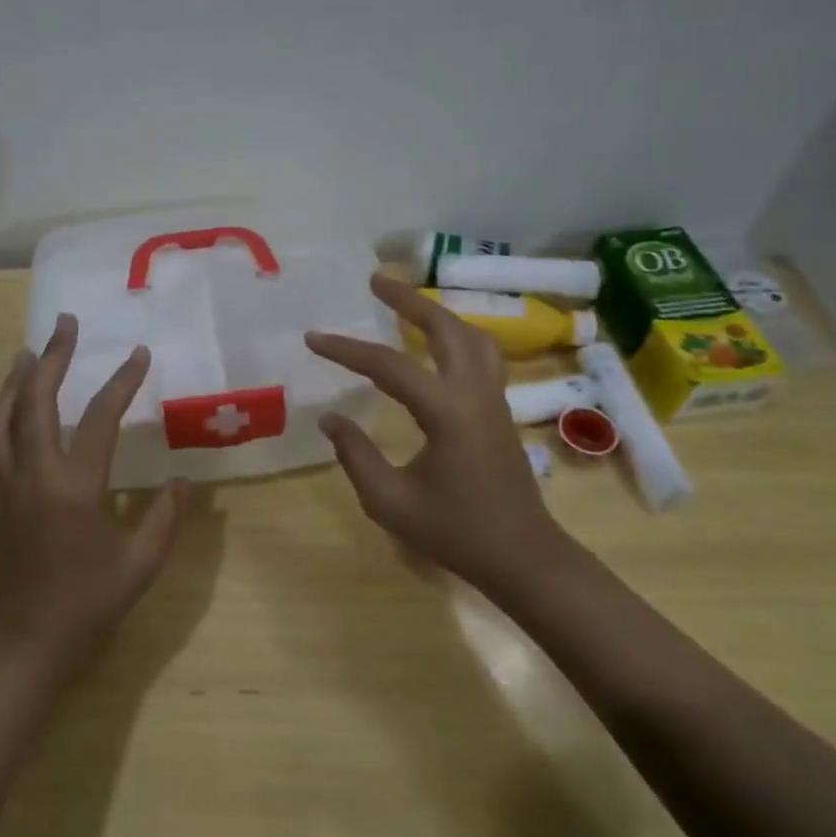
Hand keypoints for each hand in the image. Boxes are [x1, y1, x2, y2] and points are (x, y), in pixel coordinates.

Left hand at [0, 313, 184, 671]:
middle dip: (52, 358)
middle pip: (36, 402)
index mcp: (75, 486)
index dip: (122, 383)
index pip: (99, 419)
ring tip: (26, 354)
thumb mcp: (142, 562)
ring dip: (14, 383)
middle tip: (64, 325)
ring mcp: (8, 487)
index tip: (139, 354)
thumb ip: (165, 517)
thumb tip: (184, 480)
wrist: (30, 640)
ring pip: (1, 420)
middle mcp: (35, 475)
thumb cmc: (90, 601)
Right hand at [305, 272, 575, 591]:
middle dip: (409, 299)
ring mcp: (493, 399)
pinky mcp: (499, 411)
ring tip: (408, 303)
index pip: (389, 366)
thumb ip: (355, 454)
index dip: (347, 350)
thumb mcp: (389, 501)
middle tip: (376, 280)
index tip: (313, 338)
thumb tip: (330, 417)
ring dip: (438, 313)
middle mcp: (475, 394)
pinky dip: (456, 335)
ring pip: (472, 336)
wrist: (522, 557)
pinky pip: (481, 355)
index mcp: (447, 412)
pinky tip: (437, 343)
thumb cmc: (455, 532)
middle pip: (445, 327)